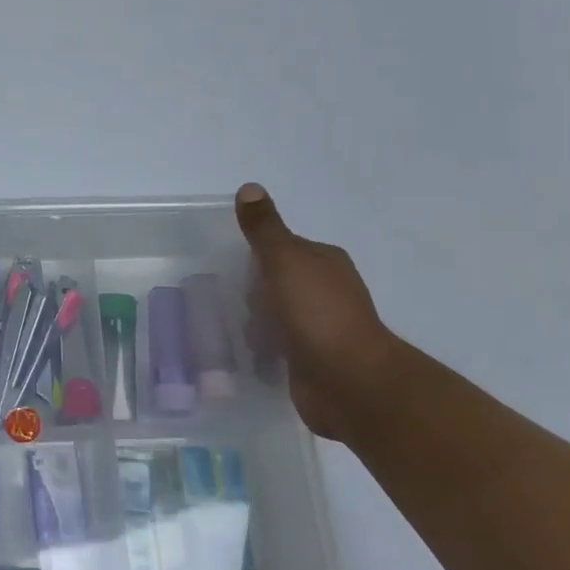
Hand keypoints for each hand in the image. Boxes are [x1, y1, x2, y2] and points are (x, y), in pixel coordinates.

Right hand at [235, 183, 402, 440]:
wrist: (348, 380)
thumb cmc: (316, 313)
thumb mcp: (284, 260)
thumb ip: (264, 229)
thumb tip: (249, 188)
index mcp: (324, 262)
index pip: (284, 248)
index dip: (257, 253)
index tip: (228, 263)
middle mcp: (326, 291)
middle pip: (279, 281)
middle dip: (252, 288)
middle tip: (221, 295)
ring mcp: (320, 327)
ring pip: (277, 314)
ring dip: (254, 320)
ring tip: (225, 325)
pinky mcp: (310, 359)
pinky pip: (277, 344)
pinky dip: (261, 347)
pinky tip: (241, 351)